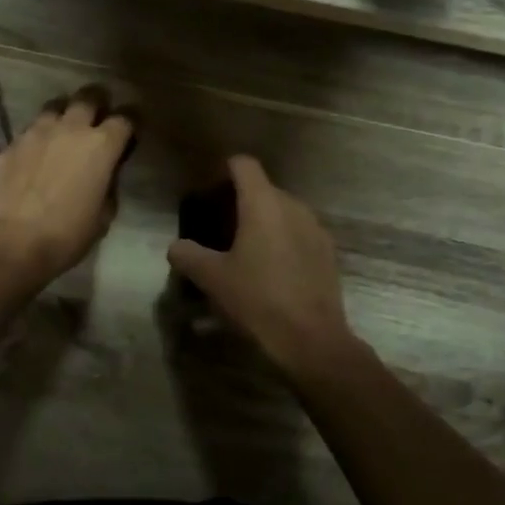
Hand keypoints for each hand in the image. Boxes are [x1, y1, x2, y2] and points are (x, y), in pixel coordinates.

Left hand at [0, 85, 134, 284]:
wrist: (10, 242)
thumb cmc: (66, 235)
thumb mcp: (103, 216)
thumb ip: (109, 185)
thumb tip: (106, 174)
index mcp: (102, 145)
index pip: (126, 118)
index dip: (131, 122)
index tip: (131, 131)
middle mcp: (71, 128)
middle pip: (89, 97)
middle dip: (98, 103)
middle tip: (98, 118)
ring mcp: (37, 131)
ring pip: (56, 106)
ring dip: (65, 114)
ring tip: (65, 131)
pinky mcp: (12, 142)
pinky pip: (32, 128)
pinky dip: (40, 135)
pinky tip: (38, 153)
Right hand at [166, 155, 359, 376]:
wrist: (312, 340)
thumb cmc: (257, 300)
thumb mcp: (212, 279)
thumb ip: (188, 255)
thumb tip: (176, 247)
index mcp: (263, 204)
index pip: (244, 165)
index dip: (224, 170)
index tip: (209, 191)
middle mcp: (292, 206)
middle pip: (263, 188)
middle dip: (241, 201)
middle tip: (219, 228)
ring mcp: (315, 228)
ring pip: (283, 211)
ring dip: (263, 221)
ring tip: (245, 250)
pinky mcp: (327, 252)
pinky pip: (299, 232)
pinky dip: (282, 240)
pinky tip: (271, 270)